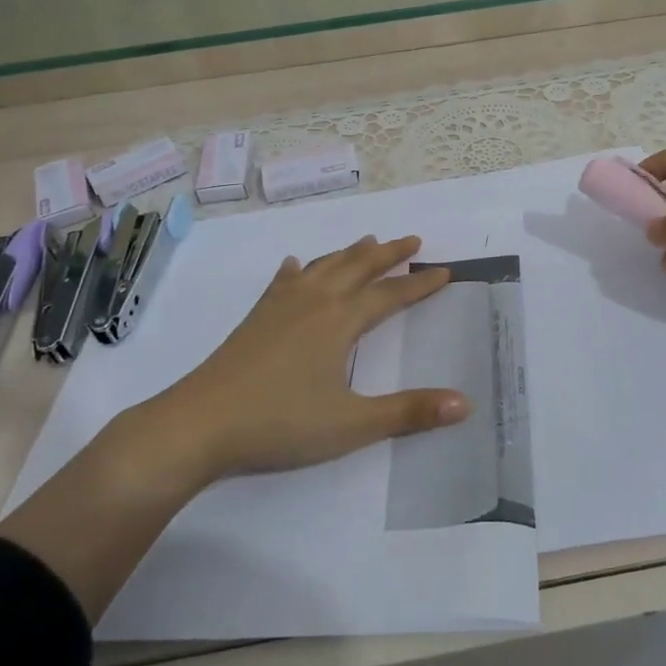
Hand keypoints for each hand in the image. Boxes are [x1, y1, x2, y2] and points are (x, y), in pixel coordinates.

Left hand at [151, 235, 468, 480]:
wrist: (200, 424)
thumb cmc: (280, 423)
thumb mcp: (352, 424)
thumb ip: (409, 412)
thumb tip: (466, 404)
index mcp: (339, 321)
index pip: (390, 294)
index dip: (419, 284)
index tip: (444, 271)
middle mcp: (313, 302)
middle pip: (357, 267)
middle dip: (388, 253)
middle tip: (412, 241)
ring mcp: (280, 307)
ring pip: (323, 267)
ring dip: (348, 253)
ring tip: (367, 241)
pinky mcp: (255, 318)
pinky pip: (282, 282)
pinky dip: (296, 270)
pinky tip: (294, 265)